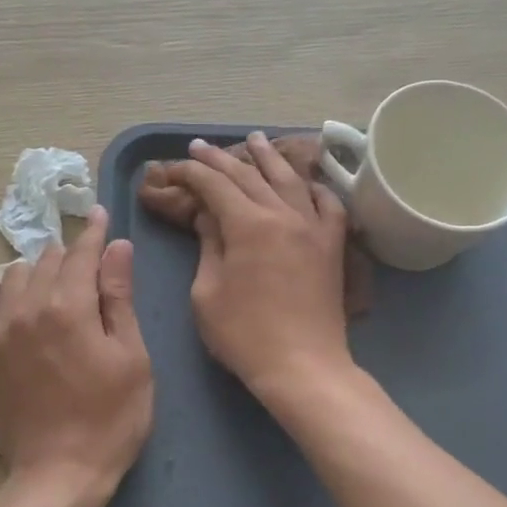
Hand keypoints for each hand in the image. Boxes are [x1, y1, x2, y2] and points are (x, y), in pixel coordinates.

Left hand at [0, 205, 153, 504]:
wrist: (60, 474)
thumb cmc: (111, 419)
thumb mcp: (132, 357)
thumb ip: (119, 298)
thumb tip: (117, 247)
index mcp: (71, 307)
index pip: (82, 253)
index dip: (95, 232)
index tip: (101, 215)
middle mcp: (29, 308)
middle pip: (48, 261)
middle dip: (70, 252)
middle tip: (89, 260)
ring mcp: (0, 331)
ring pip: (13, 275)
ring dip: (36, 268)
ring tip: (54, 280)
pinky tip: (4, 295)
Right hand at [162, 134, 353, 401]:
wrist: (302, 365)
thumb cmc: (244, 335)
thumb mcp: (208, 292)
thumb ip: (209, 245)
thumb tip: (209, 216)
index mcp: (248, 225)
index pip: (215, 185)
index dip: (190, 173)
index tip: (173, 169)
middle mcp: (284, 214)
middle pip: (249, 175)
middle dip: (220, 159)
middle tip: (200, 147)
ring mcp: (313, 227)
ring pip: (290, 179)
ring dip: (268, 157)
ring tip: (254, 140)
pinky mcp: (333, 245)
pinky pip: (327, 204)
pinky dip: (314, 187)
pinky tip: (306, 181)